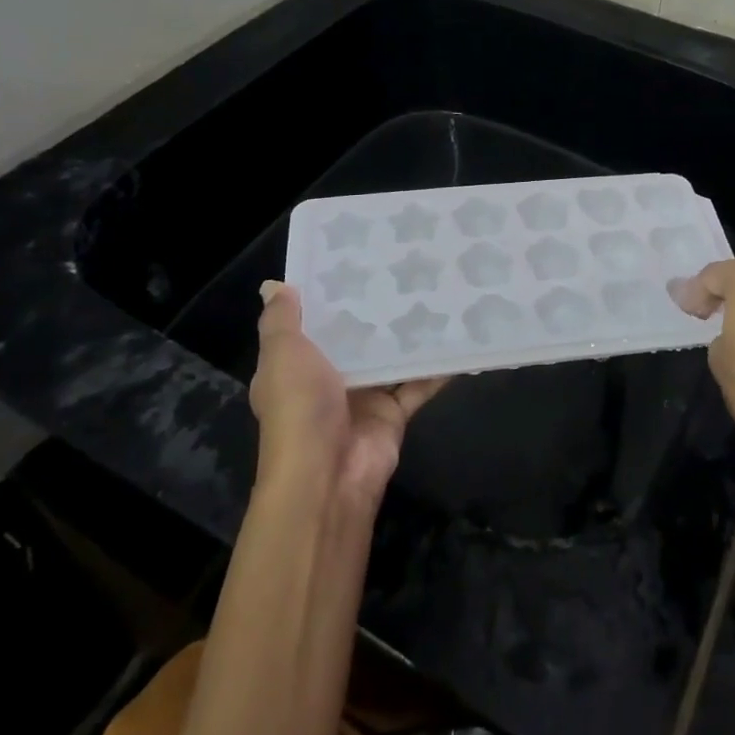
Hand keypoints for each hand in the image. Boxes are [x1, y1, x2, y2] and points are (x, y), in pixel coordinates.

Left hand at [251, 281, 444, 508]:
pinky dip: (438, 366)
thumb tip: (274, 285)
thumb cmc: (299, 408)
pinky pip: (419, 384)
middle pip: (355, 338)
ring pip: (390, 357)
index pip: (312, 323)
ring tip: (435, 290)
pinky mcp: (393, 413)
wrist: (327, 476)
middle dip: (376, 308)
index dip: (329, 295)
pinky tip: (460, 336)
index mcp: (296, 366)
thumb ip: (280, 321)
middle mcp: (328, 380)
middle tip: (405, 265)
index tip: (355, 258)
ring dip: (409, 333)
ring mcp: (363, 398)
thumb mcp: (282, 355)